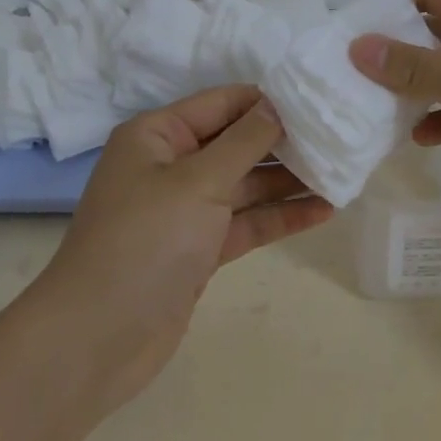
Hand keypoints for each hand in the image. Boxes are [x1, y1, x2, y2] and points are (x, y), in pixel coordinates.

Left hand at [30, 84, 333, 414]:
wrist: (97, 339)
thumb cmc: (145, 241)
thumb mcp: (198, 181)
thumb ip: (244, 141)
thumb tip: (276, 104)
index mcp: (158, 135)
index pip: (223, 103)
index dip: (269, 101)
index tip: (320, 101)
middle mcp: (170, 165)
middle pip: (237, 143)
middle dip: (284, 142)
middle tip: (341, 139)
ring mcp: (185, 210)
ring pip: (245, 185)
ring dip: (288, 181)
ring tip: (342, 173)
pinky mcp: (199, 249)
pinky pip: (244, 222)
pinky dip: (278, 216)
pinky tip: (322, 211)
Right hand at [349, 0, 440, 246]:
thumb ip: (416, 67)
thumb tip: (357, 46)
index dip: (386, 6)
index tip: (344, 35)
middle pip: (435, 30)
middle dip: (394, 52)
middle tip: (345, 77)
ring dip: (413, 89)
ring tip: (368, 110)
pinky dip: (440, 118)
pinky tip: (416, 138)